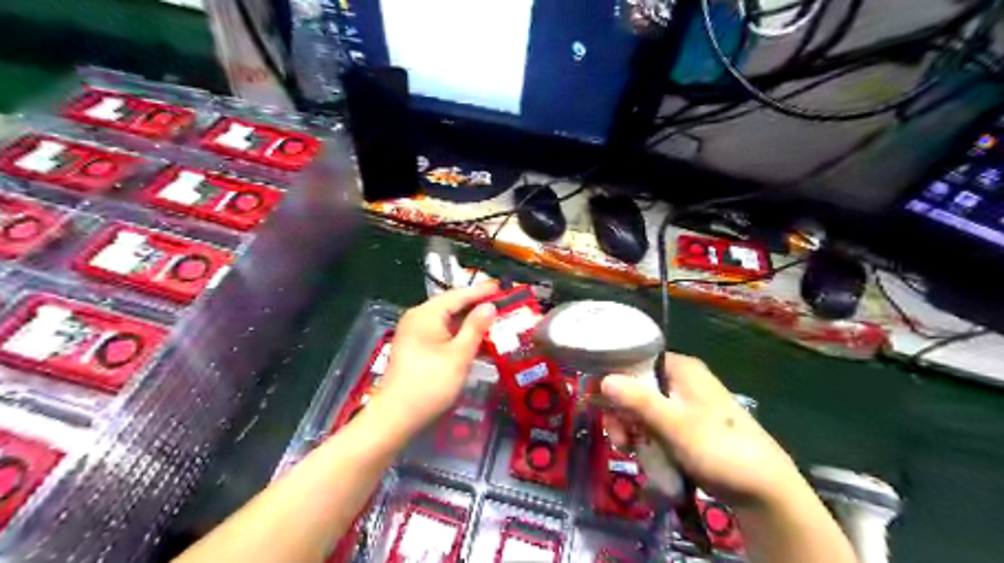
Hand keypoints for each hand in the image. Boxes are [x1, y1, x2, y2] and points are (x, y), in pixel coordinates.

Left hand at [381, 284, 497, 433]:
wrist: (397, 416)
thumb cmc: (430, 384)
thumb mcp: (459, 355)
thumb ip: (475, 328)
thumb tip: (490, 306)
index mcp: (426, 315)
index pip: (458, 295)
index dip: (481, 291)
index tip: (501, 286)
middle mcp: (418, 318)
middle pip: (451, 305)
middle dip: (476, 304)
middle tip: (502, 302)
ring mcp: (415, 332)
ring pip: (447, 319)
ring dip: (469, 320)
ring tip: (494, 318)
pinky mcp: (417, 347)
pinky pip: (442, 332)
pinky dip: (459, 333)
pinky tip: (476, 338)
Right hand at [603, 353, 806, 507]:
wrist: (761, 487)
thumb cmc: (717, 447)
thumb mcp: (674, 424)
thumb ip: (638, 401)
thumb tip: (603, 379)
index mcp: (681, 368)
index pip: (636, 360)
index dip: (614, 378)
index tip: (599, 402)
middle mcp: (681, 380)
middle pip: (636, 387)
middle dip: (622, 412)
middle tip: (618, 438)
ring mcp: (684, 403)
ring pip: (643, 407)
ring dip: (631, 427)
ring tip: (628, 449)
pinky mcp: (686, 424)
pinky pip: (655, 423)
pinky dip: (645, 436)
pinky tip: (641, 452)